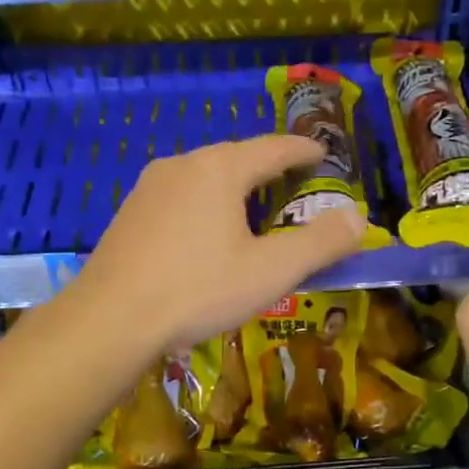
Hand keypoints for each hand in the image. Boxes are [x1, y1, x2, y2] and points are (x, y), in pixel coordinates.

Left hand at [70, 135, 365, 354]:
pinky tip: (206, 234)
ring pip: (205, 177)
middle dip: (269, 169)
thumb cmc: (198, 290)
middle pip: (237, 158)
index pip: (274, 148)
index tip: (324, 154)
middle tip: (294, 187)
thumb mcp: (270, 271)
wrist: (110, 320)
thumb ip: (319, 243)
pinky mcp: (129, 212)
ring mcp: (149, 187)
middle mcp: (183, 164)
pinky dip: (205, 205)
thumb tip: (358, 218)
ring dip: (235, 188)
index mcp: (220, 169)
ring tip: (253, 211)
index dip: (304, 151)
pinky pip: (180, 196)